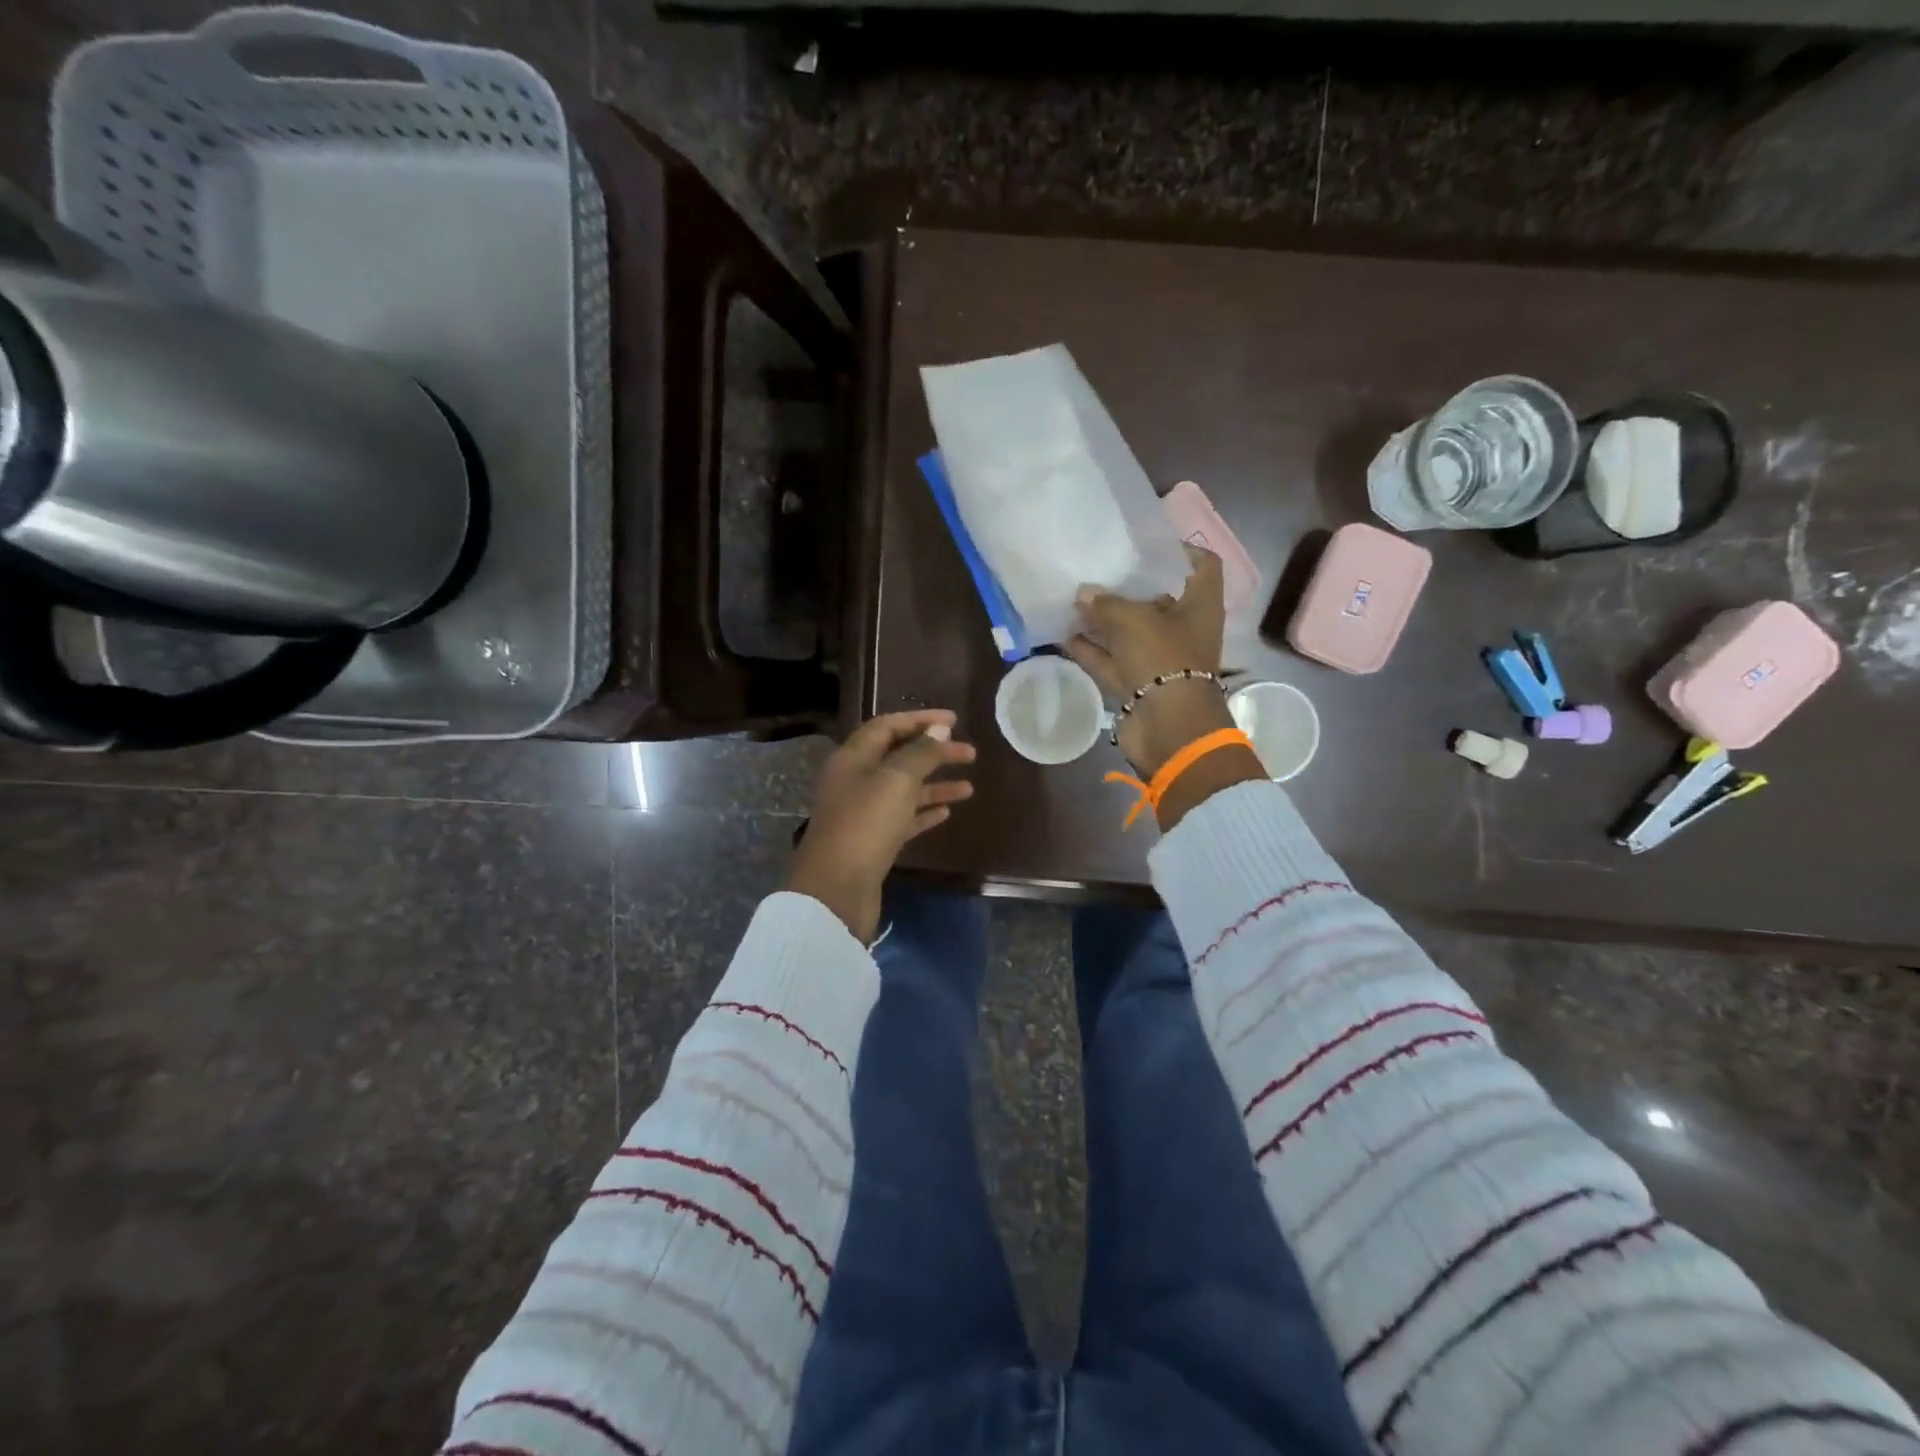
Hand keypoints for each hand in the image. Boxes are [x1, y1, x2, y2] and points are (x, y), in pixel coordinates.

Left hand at [788, 709, 976, 940]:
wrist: (837, 890)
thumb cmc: (865, 825)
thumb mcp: (896, 781)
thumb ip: (920, 753)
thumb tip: (939, 730)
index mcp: (853, 758)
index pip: (887, 726)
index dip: (920, 720)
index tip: (954, 721)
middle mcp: (855, 781)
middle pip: (898, 757)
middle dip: (934, 753)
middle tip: (970, 753)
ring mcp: (863, 813)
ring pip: (904, 790)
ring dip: (935, 785)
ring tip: (968, 788)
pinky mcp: (872, 842)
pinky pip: (902, 818)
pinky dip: (924, 812)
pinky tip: (947, 813)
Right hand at [1065, 545, 1235, 776]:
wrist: (1168, 728)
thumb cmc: (1164, 660)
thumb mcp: (1134, 620)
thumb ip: (1106, 603)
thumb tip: (1083, 594)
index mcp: (1199, 606)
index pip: (1202, 566)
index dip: (1180, 550)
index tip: (1146, 544)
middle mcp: (1183, 628)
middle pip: (1158, 598)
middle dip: (1128, 585)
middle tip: (1097, 567)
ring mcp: (1158, 658)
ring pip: (1129, 631)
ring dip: (1103, 618)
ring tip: (1072, 598)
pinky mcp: (1136, 682)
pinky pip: (1111, 659)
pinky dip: (1090, 648)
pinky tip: (1063, 633)